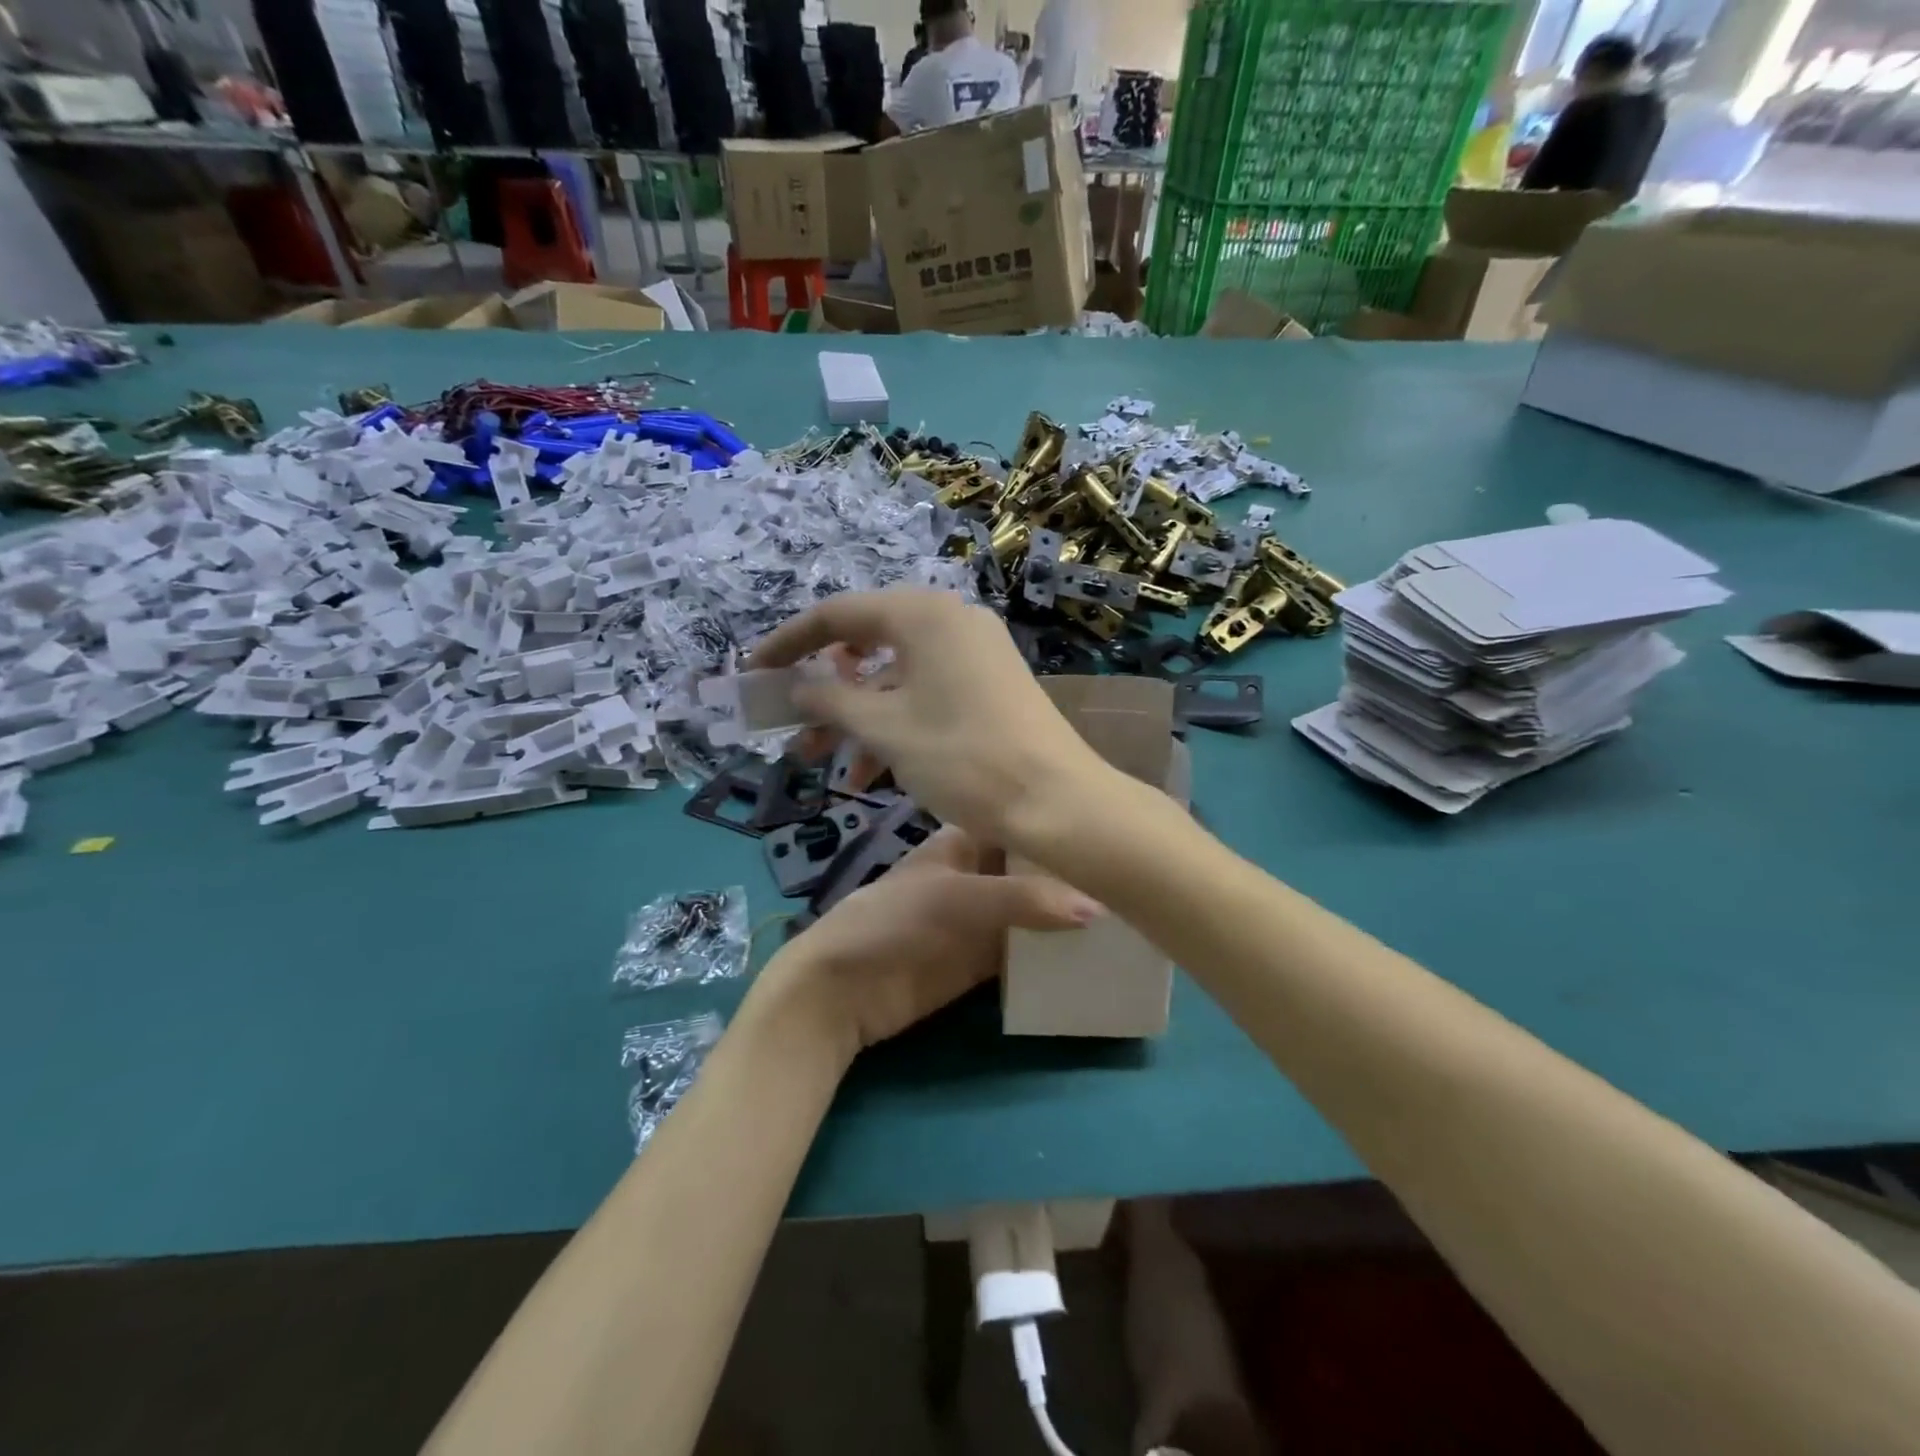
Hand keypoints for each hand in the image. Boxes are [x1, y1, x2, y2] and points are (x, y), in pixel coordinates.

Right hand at [749, 590, 1107, 848]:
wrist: (1056, 802)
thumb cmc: (962, 757)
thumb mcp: (884, 729)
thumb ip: (829, 699)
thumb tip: (794, 687)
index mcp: (923, 614)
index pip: (837, 615)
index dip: (788, 643)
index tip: (751, 672)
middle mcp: (950, 620)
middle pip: (867, 645)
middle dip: (823, 690)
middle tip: (789, 726)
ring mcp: (974, 652)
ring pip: (895, 677)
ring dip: (856, 717)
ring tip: (823, 763)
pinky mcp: (989, 684)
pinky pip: (926, 693)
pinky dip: (894, 724)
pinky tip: (871, 774)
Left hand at [753, 825, 1099, 1060]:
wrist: (842, 989)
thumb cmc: (894, 921)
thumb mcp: (959, 898)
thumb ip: (1024, 899)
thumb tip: (1098, 907)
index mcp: (963, 841)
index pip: (1018, 823)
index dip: (1055, 823)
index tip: (1110, 831)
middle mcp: (976, 874)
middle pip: (1030, 870)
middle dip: (1070, 875)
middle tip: (1129, 879)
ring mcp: (978, 920)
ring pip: (1032, 913)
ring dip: (1066, 918)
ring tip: (1125, 919)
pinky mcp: (978, 962)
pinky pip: (1022, 955)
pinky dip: (1050, 956)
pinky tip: (1092, 957)